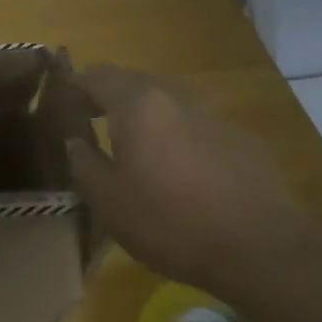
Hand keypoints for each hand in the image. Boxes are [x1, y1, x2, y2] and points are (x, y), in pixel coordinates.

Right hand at [68, 64, 303, 290]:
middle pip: (134, 83)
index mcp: (138, 104)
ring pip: (168, 104)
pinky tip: (181, 174)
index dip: (74, 87)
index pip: (96, 75)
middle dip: (109, 99)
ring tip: (136, 151)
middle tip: (93, 126)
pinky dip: (178, 138)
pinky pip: (196, 127)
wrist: (259, 247)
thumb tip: (75, 142)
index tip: (61, 108)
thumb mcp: (107, 200)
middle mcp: (176, 96)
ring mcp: (214, 115)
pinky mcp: (241, 139)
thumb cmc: (170, 220)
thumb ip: (83, 162)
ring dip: (146, 118)